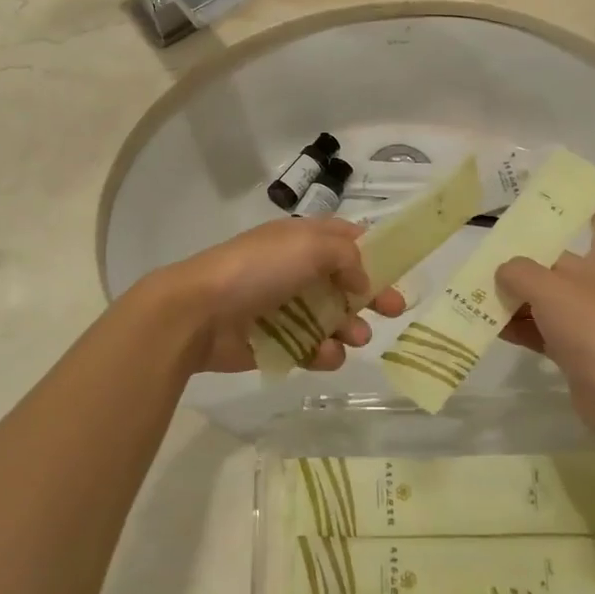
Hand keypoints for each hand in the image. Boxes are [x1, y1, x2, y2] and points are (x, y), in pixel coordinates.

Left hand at [154, 218, 405, 374]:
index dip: (371, 250)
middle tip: (394, 310)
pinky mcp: (274, 342)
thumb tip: (362, 282)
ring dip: (349, 327)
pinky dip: (322, 352)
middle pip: (344, 281)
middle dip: (371, 295)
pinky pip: (308, 348)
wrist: (198, 312)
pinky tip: (325, 355)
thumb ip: (346, 258)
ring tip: (356, 338)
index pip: (344, 238)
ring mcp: (283, 307)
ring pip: (330, 318)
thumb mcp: (309, 246)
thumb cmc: (257, 270)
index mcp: (301, 240)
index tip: (397, 268)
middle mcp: (294, 270)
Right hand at [495, 208, 594, 408]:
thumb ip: (519, 272)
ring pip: (547, 301)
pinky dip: (519, 329)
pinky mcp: (578, 353)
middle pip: (560, 265)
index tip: (560, 206)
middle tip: (489, 257)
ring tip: (477, 294)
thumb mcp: (548, 287)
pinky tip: (489, 328)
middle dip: (526, 262)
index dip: (587, 210)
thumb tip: (504, 271)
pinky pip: (542, 332)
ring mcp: (590, 322)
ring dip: (517, 298)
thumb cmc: (592, 324)